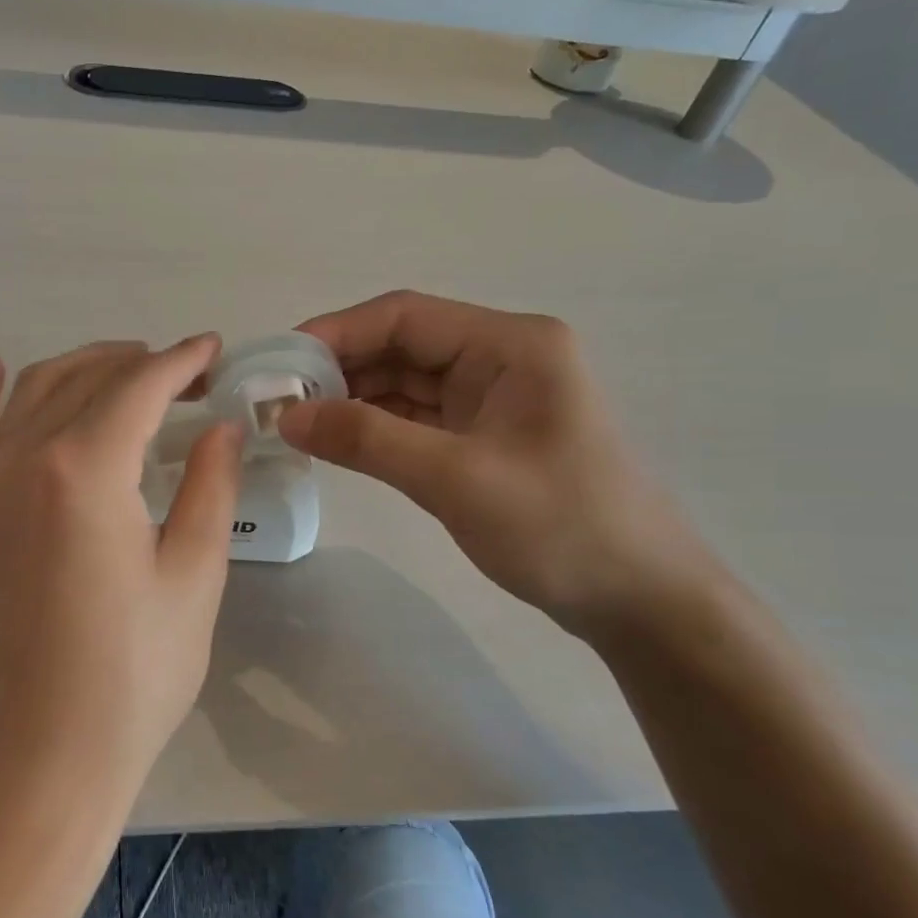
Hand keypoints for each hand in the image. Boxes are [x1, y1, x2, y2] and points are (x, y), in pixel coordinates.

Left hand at [0, 336, 242, 800]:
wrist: (42, 751)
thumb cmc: (133, 672)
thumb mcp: (192, 575)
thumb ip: (207, 484)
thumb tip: (219, 425)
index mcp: (85, 468)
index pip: (139, 385)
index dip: (181, 361)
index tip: (214, 350)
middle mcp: (26, 457)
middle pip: (88, 378)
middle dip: (142, 363)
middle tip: (189, 375)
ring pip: (34, 390)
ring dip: (84, 367)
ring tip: (129, 369)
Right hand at [278, 291, 716, 634]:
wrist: (640, 601)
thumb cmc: (561, 527)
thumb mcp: (456, 479)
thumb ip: (368, 440)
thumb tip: (286, 415)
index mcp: (510, 344)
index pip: (405, 316)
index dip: (336, 332)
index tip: (278, 363)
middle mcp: (501, 357)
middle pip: (401, 345)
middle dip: (339, 368)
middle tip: (277, 400)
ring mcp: (493, 398)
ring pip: (405, 382)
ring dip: (352, 398)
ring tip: (296, 422)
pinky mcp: (484, 436)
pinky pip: (417, 417)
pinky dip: (376, 427)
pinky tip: (336, 440)